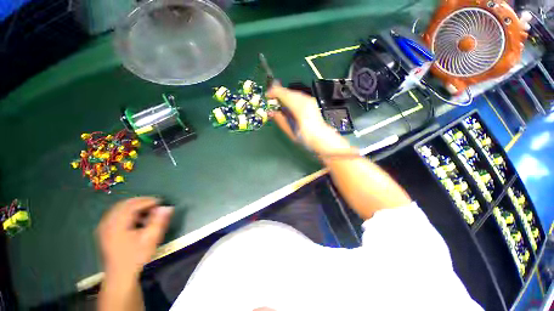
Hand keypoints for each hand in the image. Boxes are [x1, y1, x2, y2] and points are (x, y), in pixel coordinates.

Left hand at [97, 197, 172, 279]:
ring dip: (134, 206)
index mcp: (117, 225)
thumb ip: (159, 221)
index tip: (161, 202)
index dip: (147, 201)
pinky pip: (116, 215)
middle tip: (155, 204)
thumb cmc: (136, 257)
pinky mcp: (105, 231)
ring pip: (119, 209)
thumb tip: (167, 207)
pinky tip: (136, 219)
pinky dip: (127, 212)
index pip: (132, 205)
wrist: (120, 275)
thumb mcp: (151, 239)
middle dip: (140, 202)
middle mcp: (107, 223)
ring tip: (147, 211)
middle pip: (124, 204)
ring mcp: (104, 227)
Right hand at [267, 85, 345, 153]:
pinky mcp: (311, 102)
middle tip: (271, 102)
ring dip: (284, 96)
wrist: (322, 139)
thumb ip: (280, 120)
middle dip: (278, 94)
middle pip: (287, 91)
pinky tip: (288, 106)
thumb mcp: (290, 132)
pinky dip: (290, 98)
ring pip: (292, 93)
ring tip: (278, 104)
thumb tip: (271, 112)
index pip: (283, 93)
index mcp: (299, 108)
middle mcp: (305, 100)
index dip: (273, 92)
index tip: (266, 97)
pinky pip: (297, 96)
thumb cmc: (306, 139)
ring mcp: (309, 100)